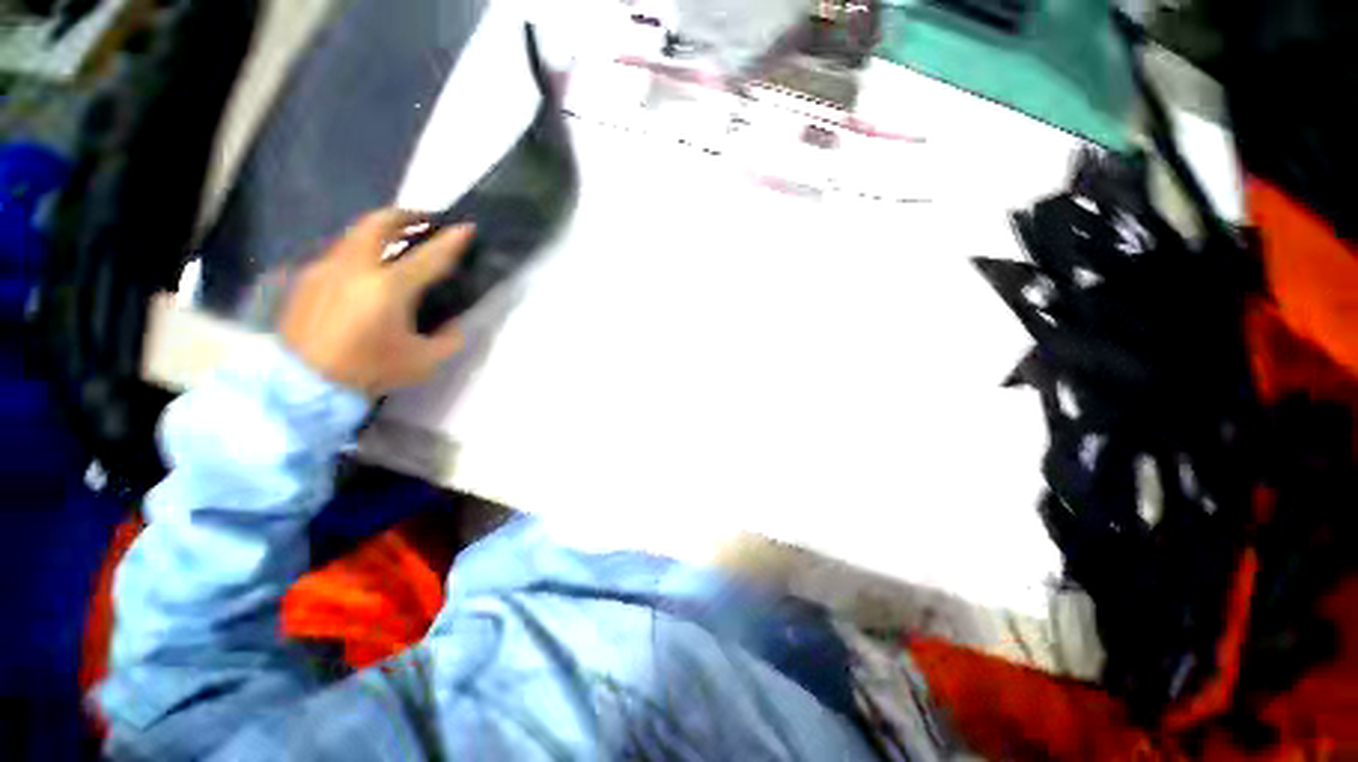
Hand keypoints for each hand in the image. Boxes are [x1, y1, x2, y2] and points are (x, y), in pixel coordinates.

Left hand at [280, 209, 472, 396]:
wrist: (303, 384)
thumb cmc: (370, 370)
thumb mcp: (425, 361)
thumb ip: (449, 338)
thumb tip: (452, 322)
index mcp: (388, 289)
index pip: (428, 257)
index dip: (451, 240)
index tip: (466, 226)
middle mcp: (354, 268)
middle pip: (379, 224)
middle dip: (406, 215)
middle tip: (424, 219)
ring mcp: (325, 269)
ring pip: (355, 233)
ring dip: (380, 230)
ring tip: (397, 238)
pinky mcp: (307, 278)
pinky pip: (339, 252)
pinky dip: (360, 249)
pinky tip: (368, 267)